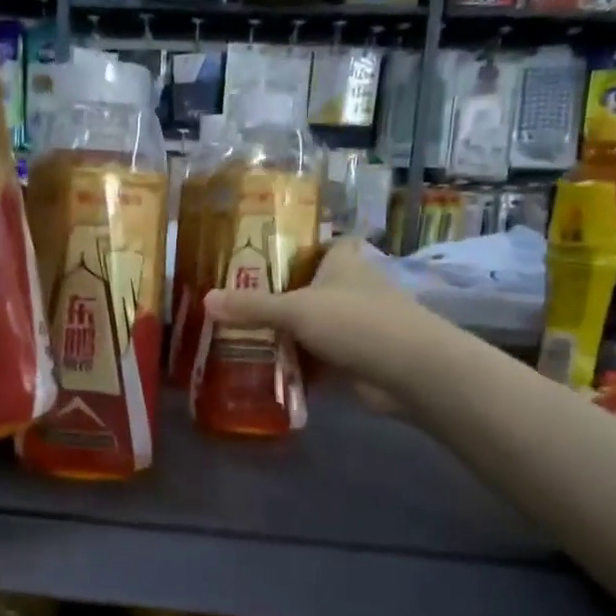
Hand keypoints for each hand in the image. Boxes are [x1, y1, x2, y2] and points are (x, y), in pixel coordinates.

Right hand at [202, 238, 438, 403]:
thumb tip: (206, 300)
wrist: (410, 370)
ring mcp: (359, 323)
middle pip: (311, 287)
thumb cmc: (356, 321)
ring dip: (288, 334)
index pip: (322, 244)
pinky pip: (321, 356)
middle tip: (237, 305)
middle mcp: (353, 287)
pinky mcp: (359, 356)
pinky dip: (300, 364)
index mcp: (344, 261)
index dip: (297, 249)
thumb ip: (252, 306)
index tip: (262, 261)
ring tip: (242, 338)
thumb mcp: (296, 310)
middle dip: (280, 297)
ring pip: (314, 324)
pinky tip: (268, 370)